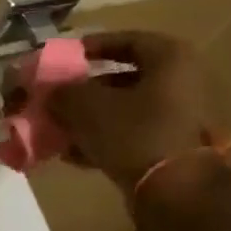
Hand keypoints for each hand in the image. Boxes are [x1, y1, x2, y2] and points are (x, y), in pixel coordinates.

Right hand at [47, 31, 228, 191]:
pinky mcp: (170, 147)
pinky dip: (102, 140)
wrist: (175, 190)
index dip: (90, 47)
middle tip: (55, 98)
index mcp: (169, 59)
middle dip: (83, 90)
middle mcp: (180, 82)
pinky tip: (72, 154)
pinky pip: (129, 135)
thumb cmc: (134, 133)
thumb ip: (62, 92)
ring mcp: (179, 117)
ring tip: (57, 129)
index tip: (63, 60)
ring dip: (88, 118)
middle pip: (121, 79)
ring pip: (123, 110)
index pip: (125, 40)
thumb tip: (49, 92)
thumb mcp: (86, 106)